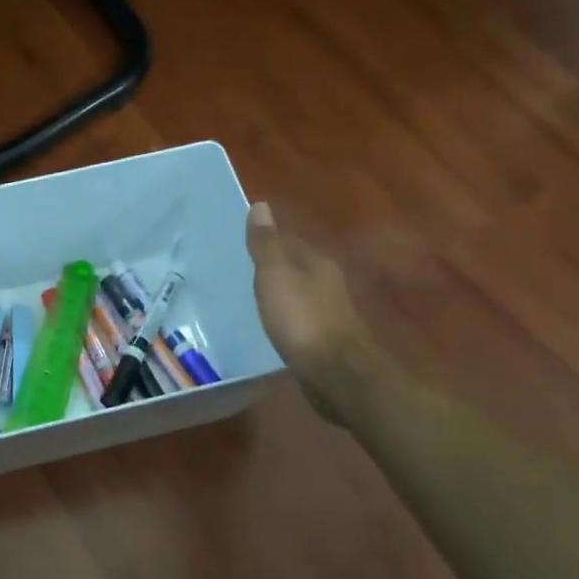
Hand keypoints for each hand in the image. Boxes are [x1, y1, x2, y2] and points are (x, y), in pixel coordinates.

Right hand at [248, 202, 373, 423]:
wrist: (334, 373)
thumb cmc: (301, 318)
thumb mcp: (276, 275)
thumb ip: (266, 244)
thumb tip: (261, 205)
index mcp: (317, 263)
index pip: (291, 242)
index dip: (269, 241)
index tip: (244, 244)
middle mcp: (328, 284)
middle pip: (298, 268)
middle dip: (275, 268)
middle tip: (243, 270)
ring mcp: (329, 314)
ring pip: (300, 295)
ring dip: (282, 294)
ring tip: (254, 298)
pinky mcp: (325, 341)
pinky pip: (300, 320)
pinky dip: (286, 318)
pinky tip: (273, 326)